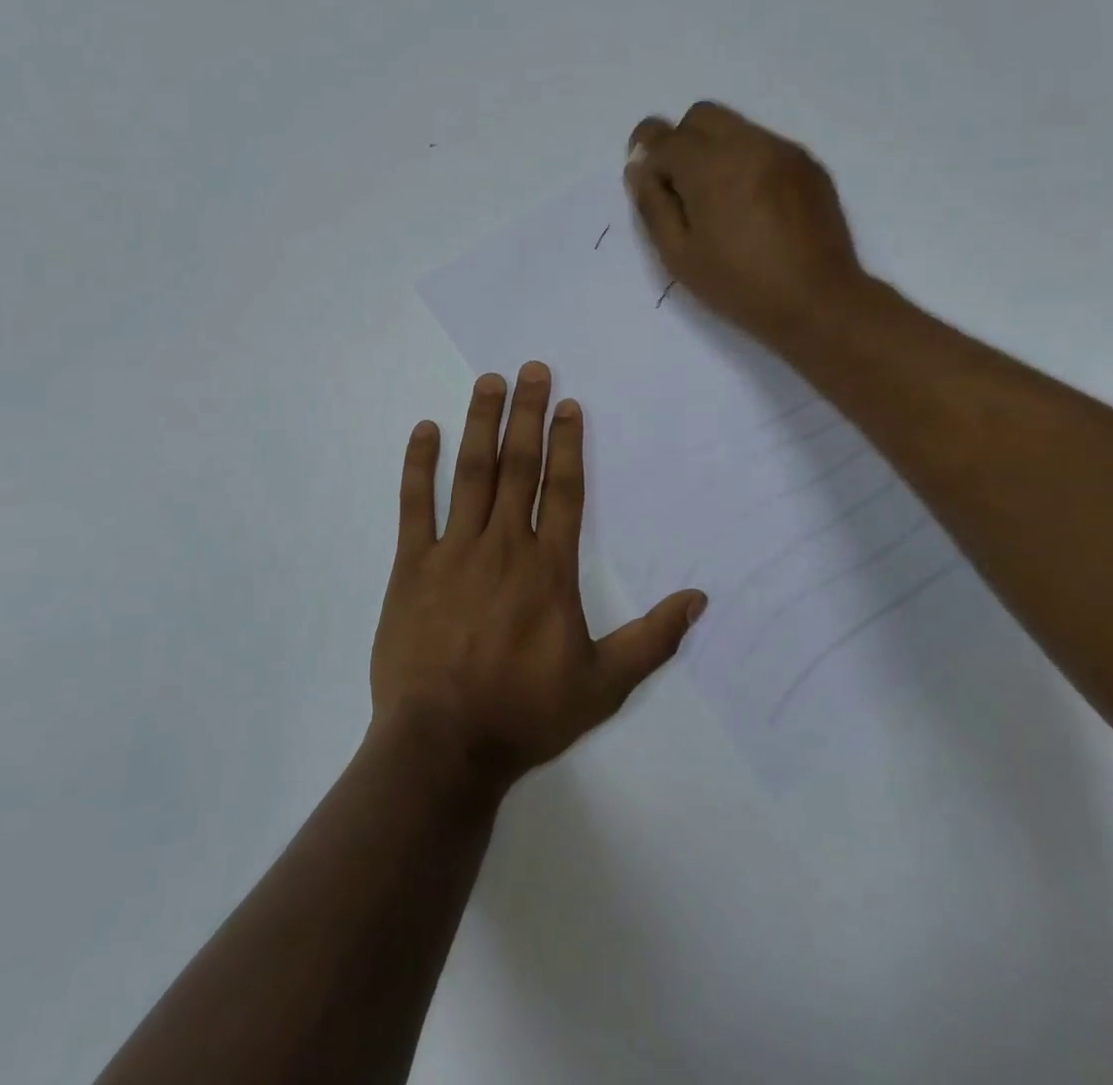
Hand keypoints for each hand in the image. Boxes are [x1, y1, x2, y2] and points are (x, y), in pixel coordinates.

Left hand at [371, 364, 705, 789]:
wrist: (444, 744)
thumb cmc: (525, 713)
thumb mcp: (602, 685)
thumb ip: (653, 640)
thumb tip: (700, 599)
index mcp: (549, 568)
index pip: (563, 490)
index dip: (568, 443)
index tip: (568, 404)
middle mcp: (504, 545)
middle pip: (520, 465)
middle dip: (527, 414)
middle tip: (532, 369)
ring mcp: (454, 551)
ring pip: (472, 473)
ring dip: (481, 423)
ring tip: (489, 382)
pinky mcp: (412, 565)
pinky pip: (415, 505)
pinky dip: (420, 465)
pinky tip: (425, 430)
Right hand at [625, 102, 868, 350]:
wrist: (818, 301)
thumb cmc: (739, 286)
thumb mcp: (679, 256)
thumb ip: (654, 206)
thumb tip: (639, 170)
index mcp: (711, 167)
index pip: (665, 136)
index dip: (646, 150)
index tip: (643, 173)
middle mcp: (748, 144)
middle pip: (701, 116)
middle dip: (681, 142)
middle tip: (679, 187)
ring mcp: (784, 151)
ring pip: (735, 128)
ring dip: (714, 151)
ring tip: (718, 202)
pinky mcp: (808, 165)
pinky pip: (765, 146)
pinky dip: (746, 162)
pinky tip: (751, 206)